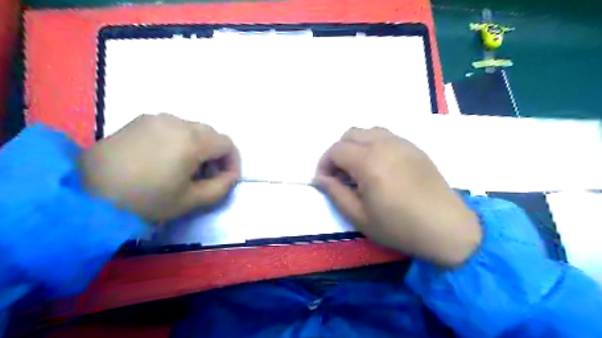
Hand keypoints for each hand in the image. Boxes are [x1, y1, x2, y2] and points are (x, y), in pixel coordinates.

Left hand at [78, 113, 241, 222]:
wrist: (85, 194)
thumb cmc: (145, 200)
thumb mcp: (190, 200)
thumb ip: (220, 188)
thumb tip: (231, 176)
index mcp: (192, 140)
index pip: (227, 144)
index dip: (233, 162)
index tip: (226, 180)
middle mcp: (177, 122)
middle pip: (211, 134)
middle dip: (216, 155)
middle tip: (207, 176)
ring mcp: (156, 118)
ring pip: (192, 129)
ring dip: (199, 147)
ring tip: (186, 169)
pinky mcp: (139, 121)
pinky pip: (172, 127)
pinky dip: (180, 141)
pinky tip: (166, 159)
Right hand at [316, 126, 479, 266]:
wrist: (446, 228)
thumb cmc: (399, 226)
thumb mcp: (359, 216)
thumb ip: (335, 193)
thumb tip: (318, 179)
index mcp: (368, 162)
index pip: (335, 150)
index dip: (324, 164)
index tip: (325, 181)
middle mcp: (384, 144)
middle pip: (350, 134)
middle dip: (338, 152)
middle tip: (340, 175)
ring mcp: (402, 143)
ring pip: (368, 132)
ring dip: (356, 146)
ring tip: (359, 169)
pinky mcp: (414, 147)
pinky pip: (386, 136)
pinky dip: (373, 145)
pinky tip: (379, 166)